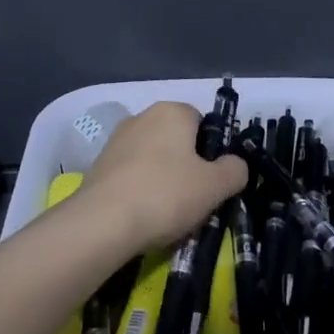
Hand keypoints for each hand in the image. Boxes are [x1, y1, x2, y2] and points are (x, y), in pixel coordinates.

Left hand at [80, 101, 248, 247]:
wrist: (101, 223)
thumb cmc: (166, 195)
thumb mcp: (215, 186)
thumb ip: (235, 170)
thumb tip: (235, 165)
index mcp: (172, 111)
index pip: (203, 123)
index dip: (212, 152)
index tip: (214, 181)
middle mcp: (142, 116)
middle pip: (177, 141)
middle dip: (188, 167)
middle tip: (195, 199)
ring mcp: (116, 140)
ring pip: (154, 159)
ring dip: (164, 180)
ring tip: (169, 213)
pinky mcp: (99, 165)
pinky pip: (132, 174)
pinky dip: (141, 190)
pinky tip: (144, 216)